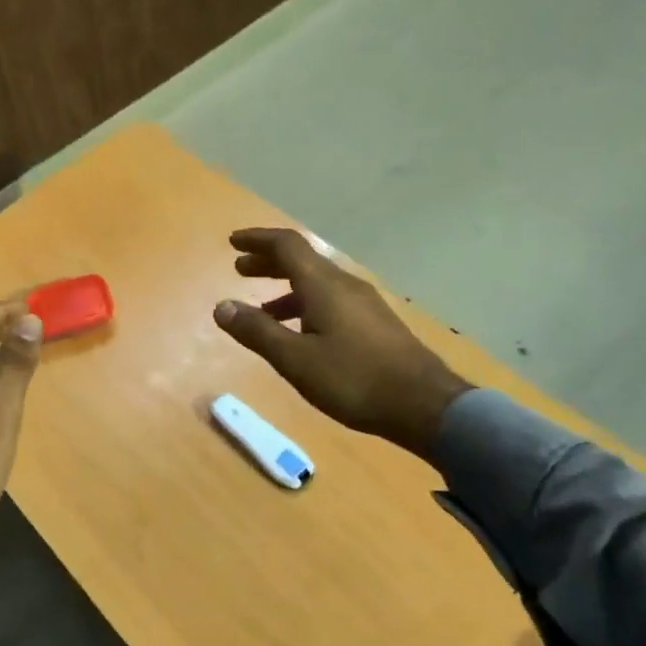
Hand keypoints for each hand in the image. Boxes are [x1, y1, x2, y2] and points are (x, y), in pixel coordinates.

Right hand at [213, 228, 472, 460]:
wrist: (424, 405)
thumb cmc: (353, 379)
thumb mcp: (295, 359)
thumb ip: (257, 332)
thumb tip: (221, 307)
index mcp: (323, 285)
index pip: (286, 246)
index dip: (258, 240)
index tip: (233, 241)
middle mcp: (344, 285)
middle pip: (302, 261)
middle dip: (268, 262)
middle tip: (240, 269)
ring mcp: (363, 303)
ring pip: (317, 282)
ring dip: (285, 287)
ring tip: (261, 309)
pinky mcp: (374, 323)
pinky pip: (330, 300)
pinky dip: (304, 304)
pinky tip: (299, 333)